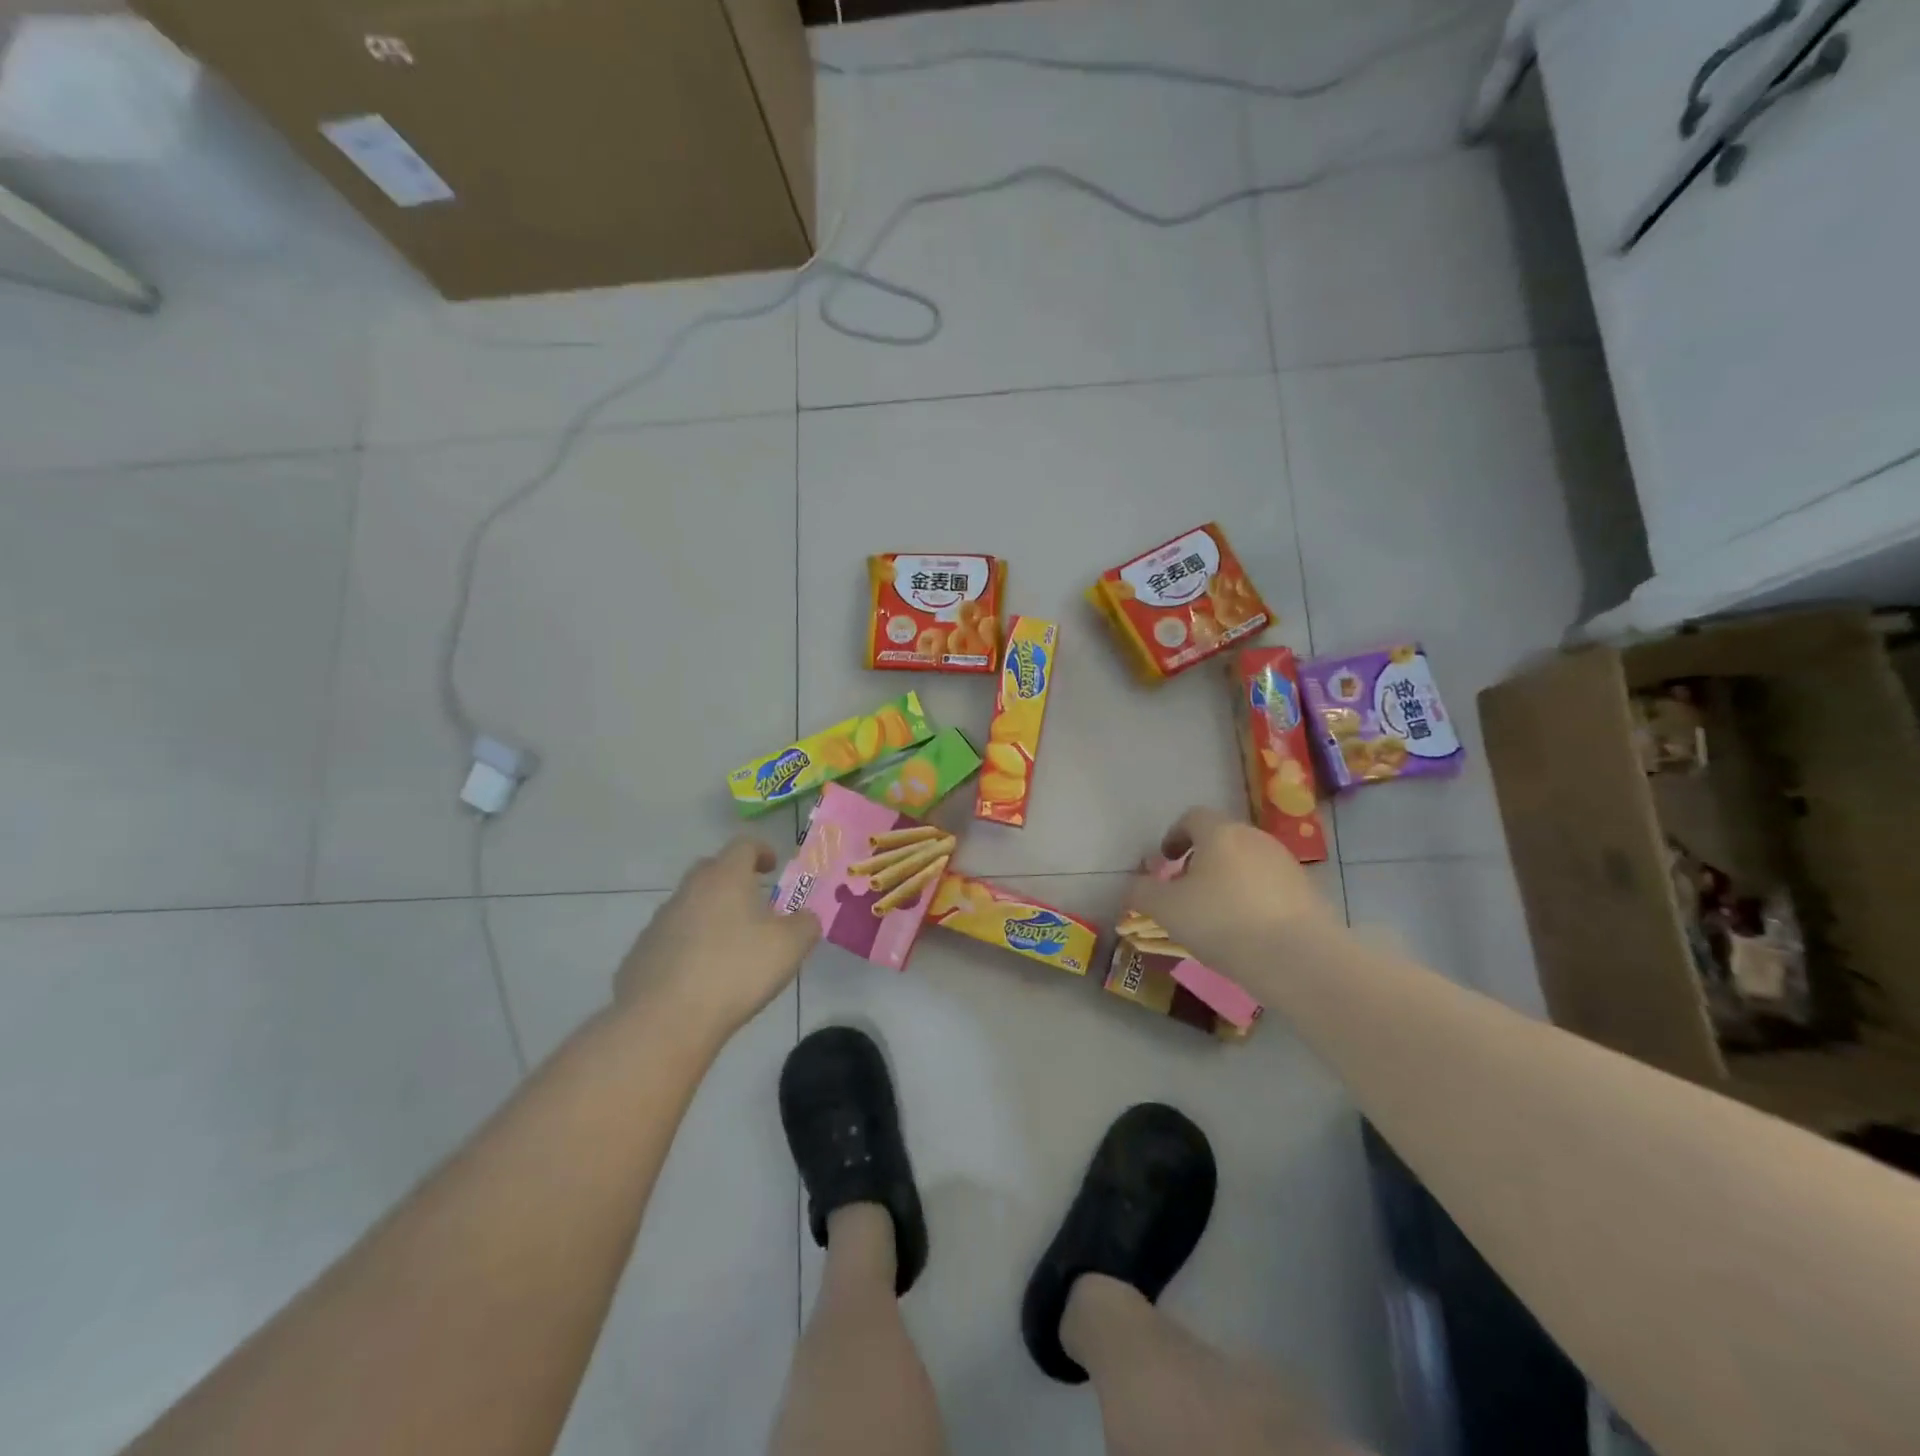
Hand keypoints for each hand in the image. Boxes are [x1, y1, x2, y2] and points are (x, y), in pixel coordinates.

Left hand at [613, 838, 819, 1045]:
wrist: (664, 1021)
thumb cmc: (736, 971)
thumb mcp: (790, 946)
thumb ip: (806, 924)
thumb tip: (805, 918)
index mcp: (725, 878)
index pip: (743, 846)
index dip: (762, 850)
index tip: (773, 866)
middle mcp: (689, 890)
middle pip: (712, 870)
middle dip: (734, 880)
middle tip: (754, 903)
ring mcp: (659, 922)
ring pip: (690, 905)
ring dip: (711, 915)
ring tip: (731, 945)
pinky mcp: (641, 954)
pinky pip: (672, 939)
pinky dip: (689, 946)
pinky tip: (702, 976)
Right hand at [1127, 807, 1334, 974]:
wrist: (1300, 959)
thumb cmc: (1223, 923)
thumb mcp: (1166, 910)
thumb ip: (1142, 892)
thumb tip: (1134, 886)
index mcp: (1220, 833)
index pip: (1192, 817)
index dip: (1174, 835)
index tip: (1166, 860)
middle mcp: (1255, 838)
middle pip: (1222, 839)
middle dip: (1201, 860)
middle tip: (1186, 891)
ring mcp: (1286, 863)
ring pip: (1247, 862)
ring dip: (1228, 879)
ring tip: (1217, 915)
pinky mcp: (1308, 891)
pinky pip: (1270, 887)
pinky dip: (1254, 899)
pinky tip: (1249, 931)